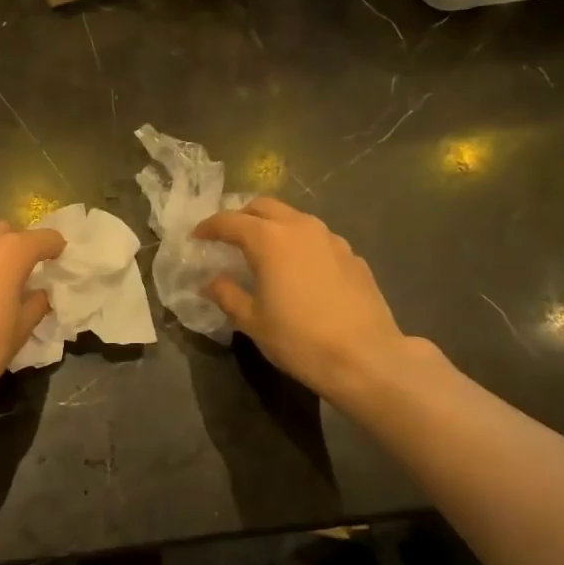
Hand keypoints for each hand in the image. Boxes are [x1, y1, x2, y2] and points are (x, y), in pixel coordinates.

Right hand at [194, 197, 428, 403]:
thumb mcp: (253, 322)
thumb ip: (227, 295)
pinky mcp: (353, 256)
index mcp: (269, 239)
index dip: (209, 226)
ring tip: (264, 251)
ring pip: (295, 219)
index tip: (197, 237)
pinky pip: (318, 240)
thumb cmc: (299, 339)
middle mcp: (301, 228)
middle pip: (264, 207)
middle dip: (242, 216)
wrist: (365, 357)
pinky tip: (300, 271)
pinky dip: (301, 245)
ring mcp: (332, 239)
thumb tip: (211, 282)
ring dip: (274, 227)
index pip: (230, 221)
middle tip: (229, 237)